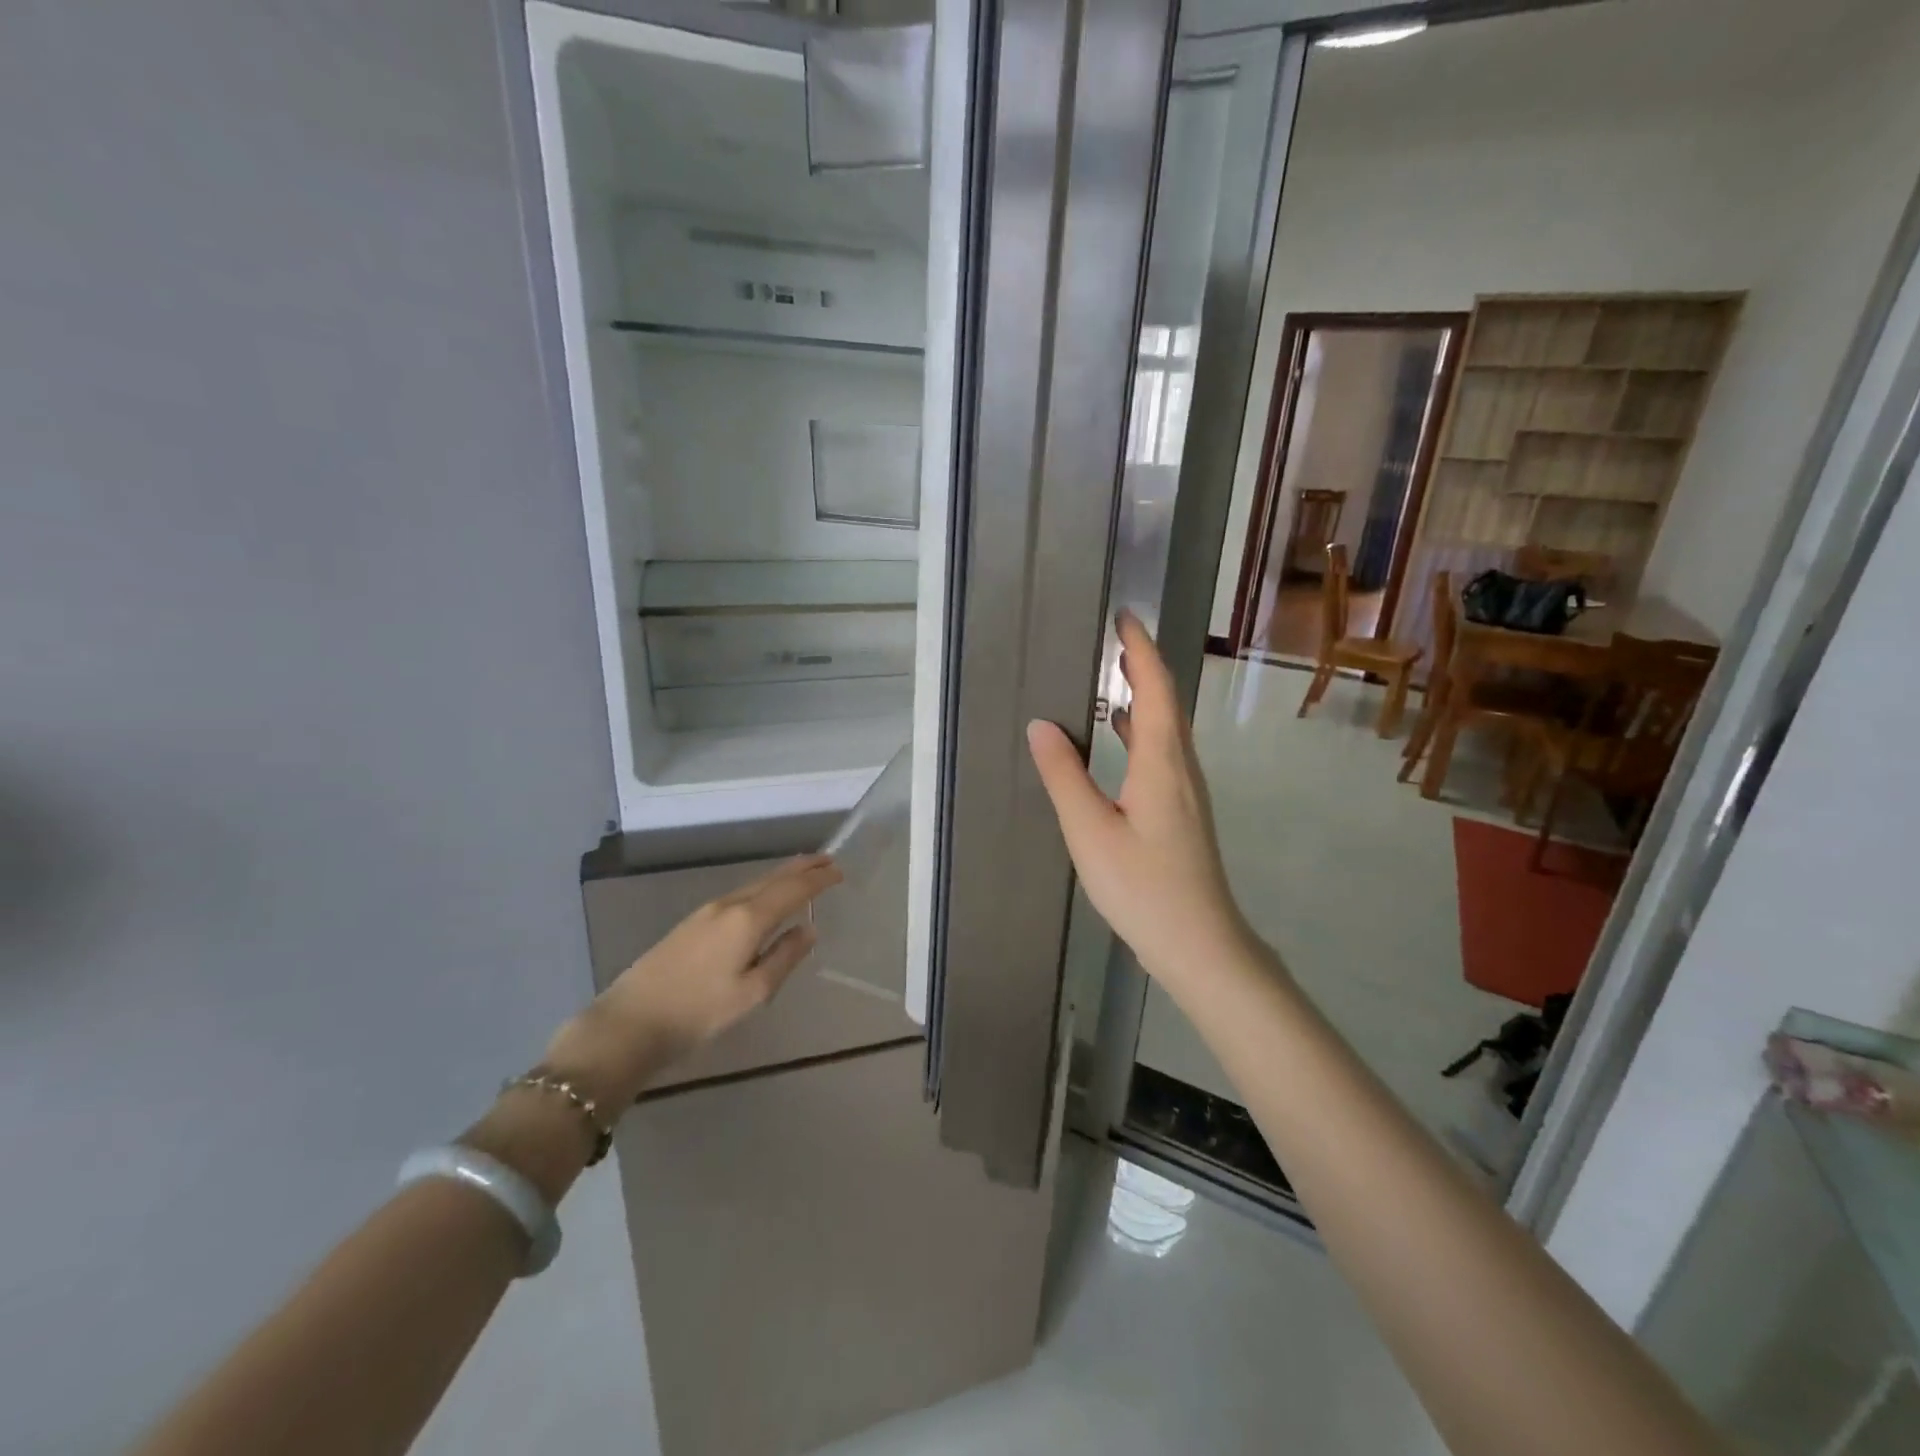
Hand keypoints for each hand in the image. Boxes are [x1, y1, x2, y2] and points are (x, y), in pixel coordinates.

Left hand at [543, 855, 841, 1105]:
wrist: (630, 1021)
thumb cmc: (698, 1012)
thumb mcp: (752, 993)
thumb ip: (785, 957)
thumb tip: (809, 930)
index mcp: (748, 919)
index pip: (792, 889)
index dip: (818, 879)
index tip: (840, 871)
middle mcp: (729, 905)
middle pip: (772, 878)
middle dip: (802, 867)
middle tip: (828, 859)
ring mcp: (707, 911)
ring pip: (754, 884)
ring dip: (782, 875)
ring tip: (803, 872)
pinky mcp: (692, 922)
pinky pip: (740, 893)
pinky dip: (763, 887)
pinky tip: (765, 897)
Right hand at [1026, 611, 1251, 988]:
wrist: (1199, 944)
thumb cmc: (1144, 888)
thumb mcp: (1091, 832)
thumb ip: (1065, 776)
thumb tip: (1041, 724)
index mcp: (1163, 763)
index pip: (1156, 689)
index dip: (1140, 650)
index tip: (1124, 616)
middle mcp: (1181, 768)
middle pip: (1167, 702)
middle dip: (1142, 664)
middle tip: (1111, 636)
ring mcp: (1185, 792)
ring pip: (1166, 728)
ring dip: (1143, 695)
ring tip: (1112, 674)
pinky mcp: (1180, 811)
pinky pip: (1161, 752)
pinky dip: (1140, 729)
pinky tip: (1119, 737)